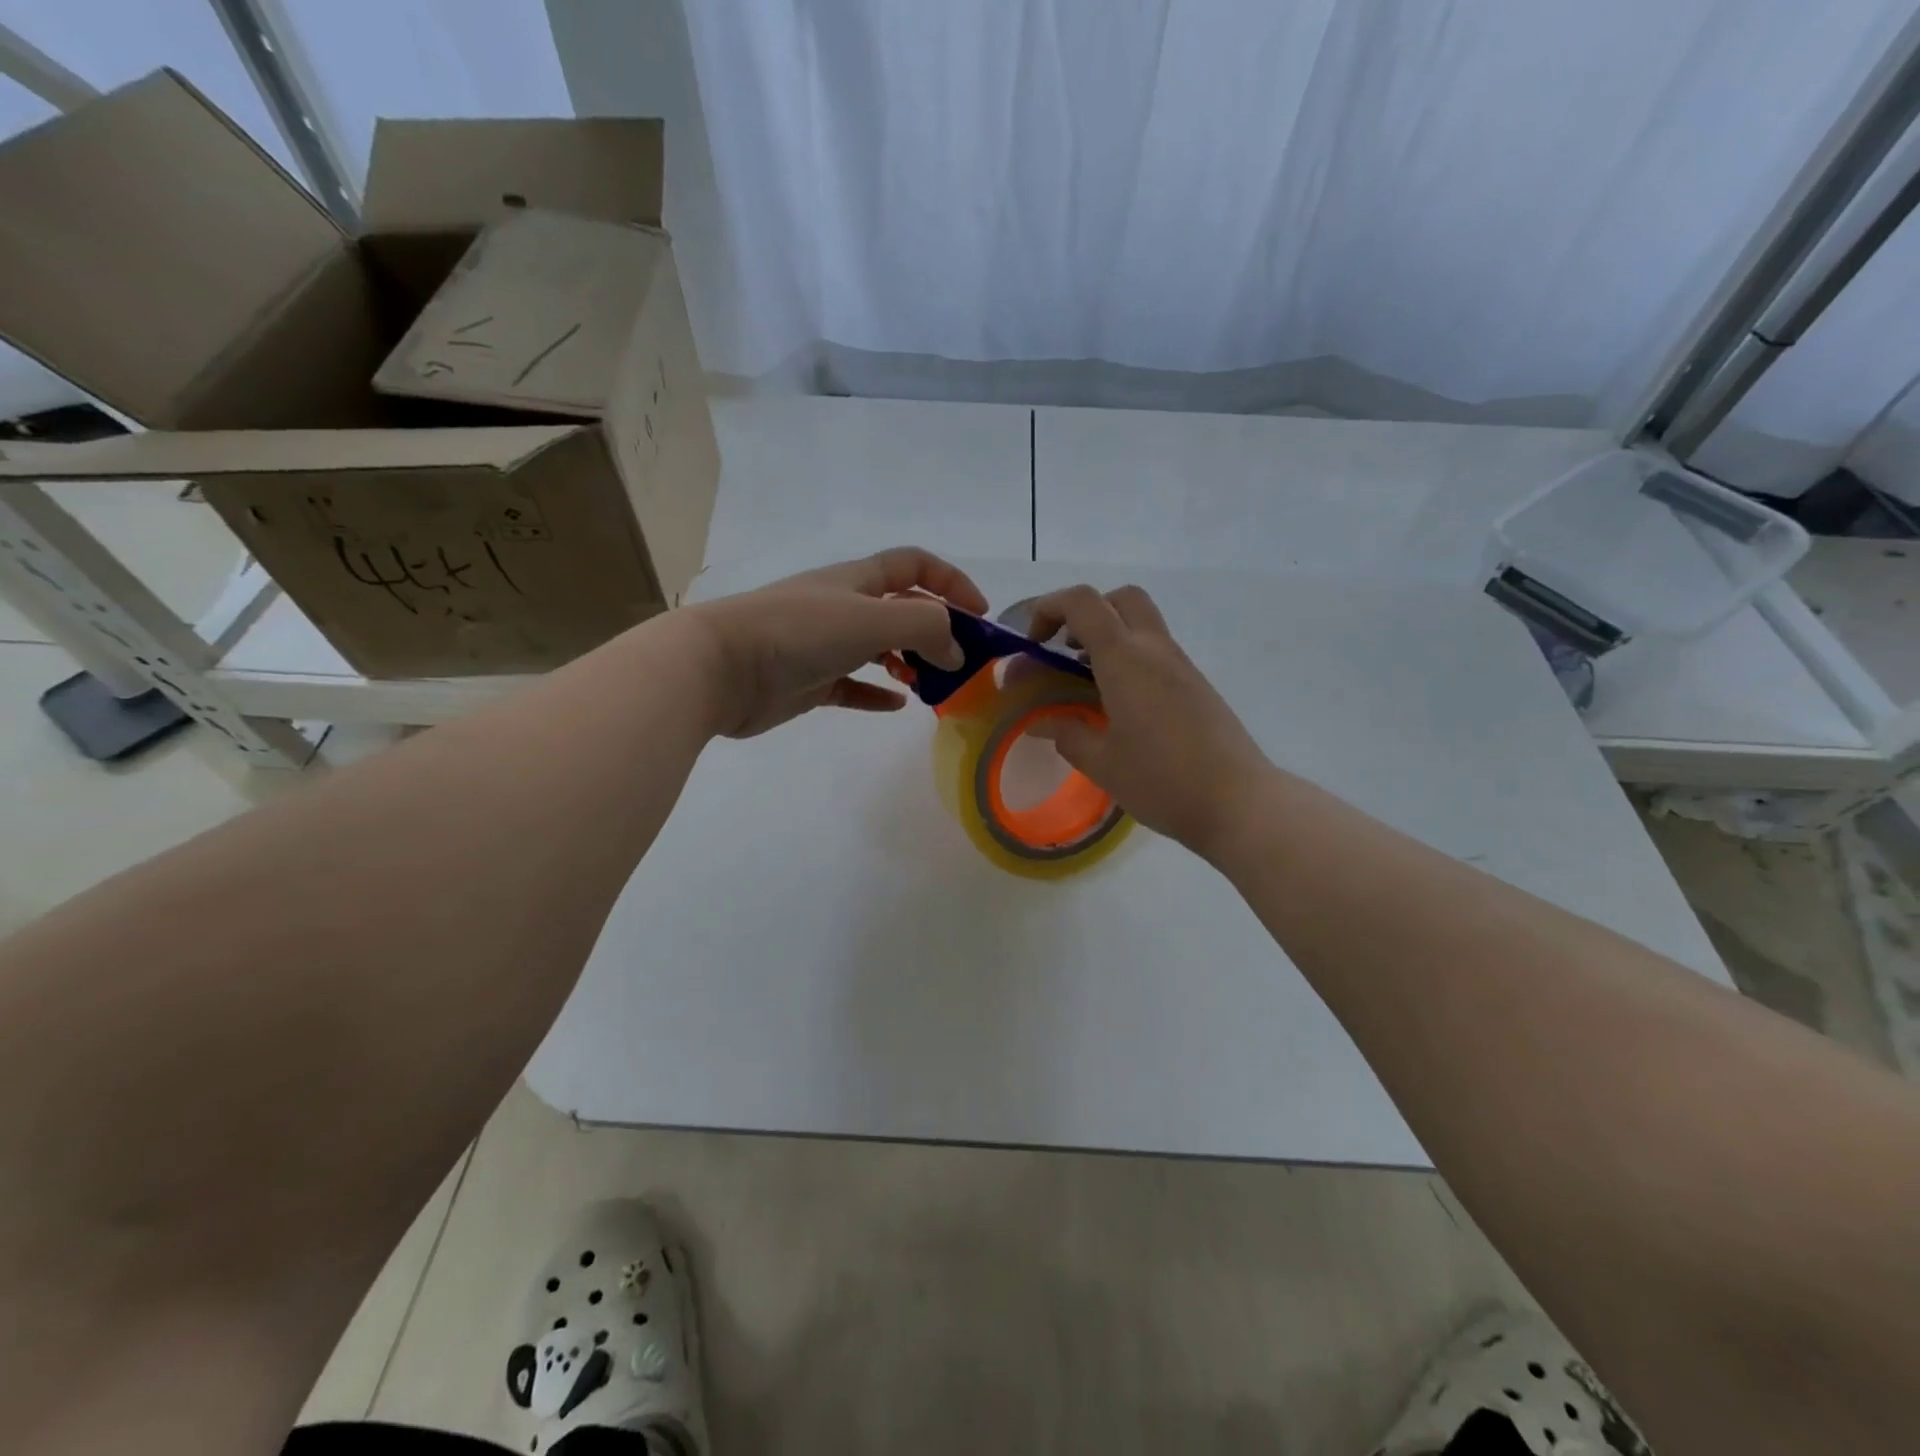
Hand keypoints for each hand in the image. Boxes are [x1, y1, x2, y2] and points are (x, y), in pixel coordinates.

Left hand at [689, 547, 986, 737]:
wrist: (722, 668)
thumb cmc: (800, 633)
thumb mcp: (873, 618)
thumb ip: (926, 627)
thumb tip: (954, 653)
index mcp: (857, 580)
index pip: (914, 565)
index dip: (952, 582)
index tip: (980, 615)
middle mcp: (842, 606)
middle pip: (900, 608)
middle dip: (935, 629)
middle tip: (961, 662)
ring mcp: (823, 645)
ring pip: (878, 647)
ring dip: (909, 661)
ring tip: (933, 684)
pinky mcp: (809, 681)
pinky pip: (852, 685)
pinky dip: (876, 693)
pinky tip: (896, 704)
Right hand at [1023, 584, 1271, 859]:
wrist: (1239, 802)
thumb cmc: (1162, 781)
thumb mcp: (1101, 763)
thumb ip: (1067, 734)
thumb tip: (1041, 721)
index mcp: (1125, 660)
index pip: (1083, 603)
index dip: (1049, 608)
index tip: (1033, 643)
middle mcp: (1155, 650)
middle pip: (1120, 599)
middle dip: (1085, 612)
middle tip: (1065, 649)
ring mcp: (1181, 666)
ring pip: (1141, 624)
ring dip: (1108, 637)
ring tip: (1085, 681)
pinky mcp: (1197, 686)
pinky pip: (1156, 652)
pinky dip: (1129, 659)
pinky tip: (1119, 704)